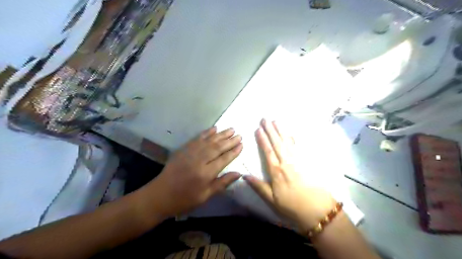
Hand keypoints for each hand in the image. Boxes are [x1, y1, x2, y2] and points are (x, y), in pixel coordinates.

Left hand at [143, 126, 242, 216]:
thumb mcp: (205, 196)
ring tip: (231, 129)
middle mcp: (199, 160)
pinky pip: (197, 138)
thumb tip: (239, 173)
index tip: (242, 144)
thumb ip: (222, 183)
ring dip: (221, 134)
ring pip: (209, 140)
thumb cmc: (185, 199)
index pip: (223, 159)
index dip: (233, 151)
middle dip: (229, 140)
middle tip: (239, 135)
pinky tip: (214, 129)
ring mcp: (190, 153)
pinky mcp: (183, 149)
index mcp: (205, 174)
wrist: (160, 195)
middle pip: (217, 147)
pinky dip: (206, 133)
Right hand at [243, 119, 337, 230]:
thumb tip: (243, 175)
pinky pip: (297, 147)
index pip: (268, 151)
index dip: (262, 139)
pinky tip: (290, 133)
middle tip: (265, 118)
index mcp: (277, 171)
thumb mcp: (272, 200)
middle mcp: (286, 162)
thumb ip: (258, 186)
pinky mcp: (306, 162)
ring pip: (287, 142)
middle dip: (270, 130)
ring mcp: (297, 161)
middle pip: (277, 143)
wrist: (317, 209)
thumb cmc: (292, 205)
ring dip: (281, 131)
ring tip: (275, 121)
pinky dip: (292, 139)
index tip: (258, 129)